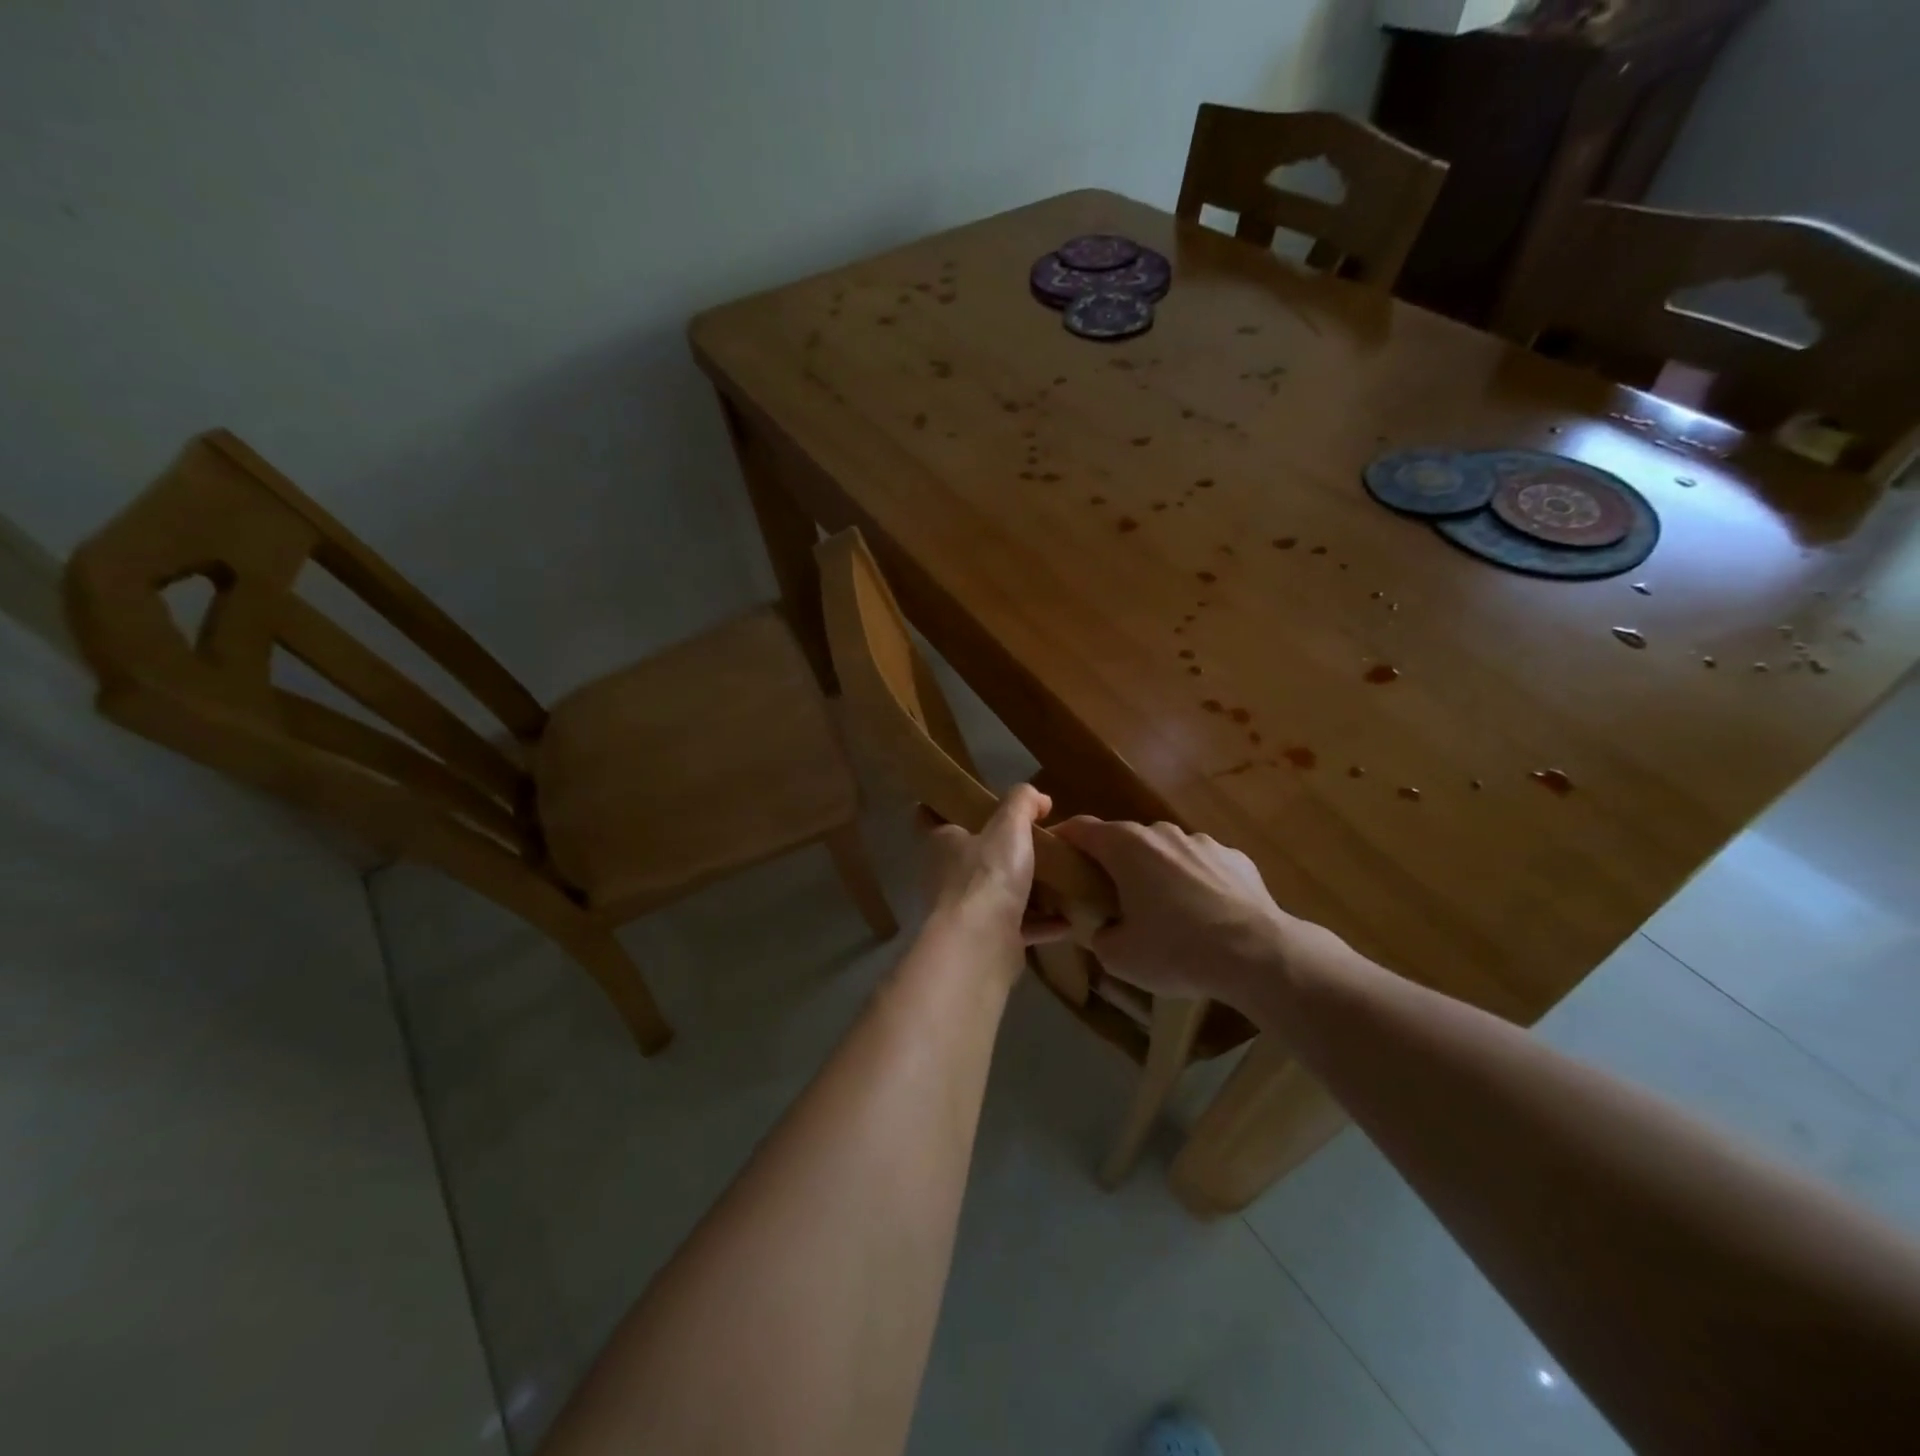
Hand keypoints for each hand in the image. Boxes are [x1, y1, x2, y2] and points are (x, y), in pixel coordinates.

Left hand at [918, 784, 1072, 953]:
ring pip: (996, 893)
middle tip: (1031, 838)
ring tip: (1057, 878)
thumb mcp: (1009, 826)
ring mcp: (967, 911)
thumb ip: (1022, 803)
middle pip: (970, 856)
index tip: (969, 800)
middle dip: (996, 849)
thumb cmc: (988, 875)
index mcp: (943, 843)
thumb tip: (1038, 797)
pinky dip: (1042, 924)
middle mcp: (948, 875)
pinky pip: (1019, 927)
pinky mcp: (989, 940)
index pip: (931, 817)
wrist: (982, 944)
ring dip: (1024, 889)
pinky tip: (1068, 920)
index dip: (944, 805)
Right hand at [1051, 817, 1331, 1004]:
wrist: (1259, 955)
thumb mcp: (1118, 956)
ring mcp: (1202, 842)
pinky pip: (1202, 866)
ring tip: (1164, 914)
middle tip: (1108, 899)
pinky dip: (1194, 883)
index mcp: (1125, 847)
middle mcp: (1161, 833)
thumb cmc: (1177, 950)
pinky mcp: (1236, 858)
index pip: (1080, 828)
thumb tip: (1103, 928)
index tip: (1053, 857)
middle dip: (1112, 864)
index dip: (1062, 839)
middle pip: (1124, 840)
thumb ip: (1098, 934)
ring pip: (1165, 853)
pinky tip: (1205, 917)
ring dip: (1156, 874)